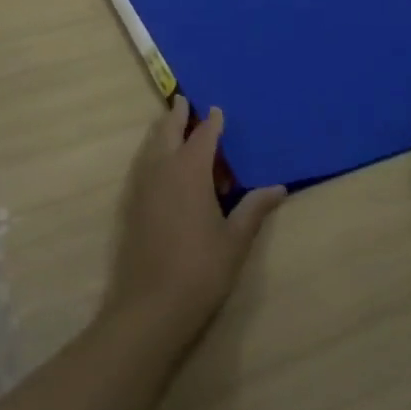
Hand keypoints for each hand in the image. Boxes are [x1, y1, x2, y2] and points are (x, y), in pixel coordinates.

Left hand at [105, 96, 285, 341]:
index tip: (217, 110)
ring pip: (151, 146)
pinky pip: (144, 166)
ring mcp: (142, 186)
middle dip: (177, 115)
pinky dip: (154, 155)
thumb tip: (279, 188)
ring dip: (163, 133)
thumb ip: (254, 209)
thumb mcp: (235, 240)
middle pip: (168, 130)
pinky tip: (164, 170)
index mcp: (190, 170)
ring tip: (174, 127)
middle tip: (185, 102)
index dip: (212, 122)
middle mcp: (163, 169)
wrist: (150, 307)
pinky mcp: (131, 205)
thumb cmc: (201, 270)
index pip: (203, 135)